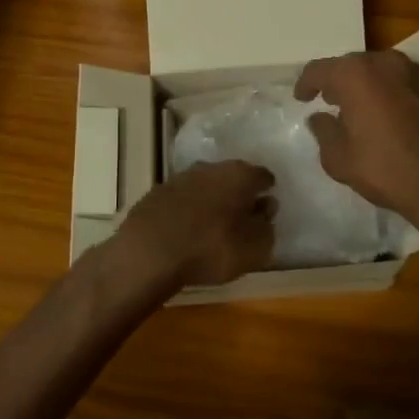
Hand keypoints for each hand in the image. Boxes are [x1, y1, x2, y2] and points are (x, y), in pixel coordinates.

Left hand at [110, 160, 275, 291]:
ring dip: (213, 199)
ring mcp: (182, 177)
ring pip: (206, 184)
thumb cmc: (211, 248)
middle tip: (243, 214)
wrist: (150, 251)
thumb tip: (266, 209)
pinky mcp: (158, 191)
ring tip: (214, 223)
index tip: (268, 204)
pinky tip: (188, 228)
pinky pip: (184, 198)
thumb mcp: (254, 248)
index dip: (267, 190)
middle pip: (233, 176)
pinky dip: (190, 208)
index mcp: (240, 175)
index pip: (263, 176)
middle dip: (239, 192)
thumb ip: (266, 226)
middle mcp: (211, 167)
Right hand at [294, 50, 418, 232]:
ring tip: (363, 110)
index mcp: (356, 74)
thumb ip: (324, 133)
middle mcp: (387, 62)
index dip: (306, 84)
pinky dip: (394, 94)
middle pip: (353, 65)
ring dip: (369, 86)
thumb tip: (320, 118)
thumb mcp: (341, 160)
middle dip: (339, 82)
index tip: (302, 98)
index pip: (319, 69)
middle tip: (331, 102)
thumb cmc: (389, 171)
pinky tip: (395, 118)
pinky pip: (407, 83)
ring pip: (383, 71)